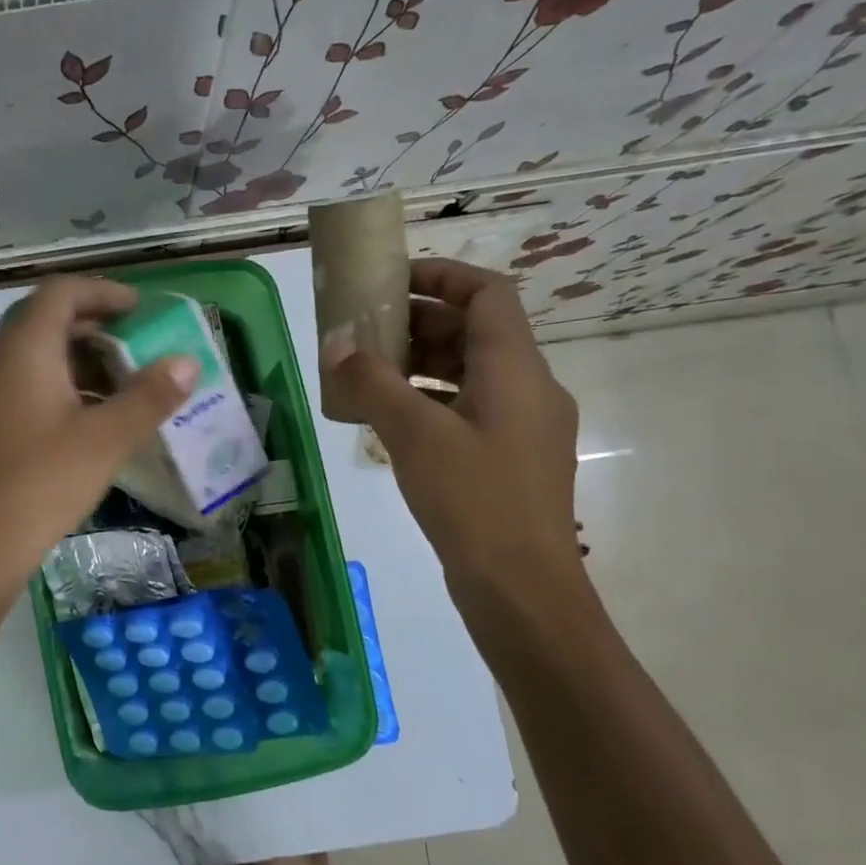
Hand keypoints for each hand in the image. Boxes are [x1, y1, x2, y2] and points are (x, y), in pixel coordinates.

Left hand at [0, 276, 196, 611]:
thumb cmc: (40, 485)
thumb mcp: (105, 440)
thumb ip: (149, 396)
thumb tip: (188, 361)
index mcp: (20, 346)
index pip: (62, 291)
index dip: (105, 293)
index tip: (141, 311)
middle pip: (44, 319)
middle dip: (94, 327)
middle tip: (136, 348)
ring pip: (28, 353)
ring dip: (73, 359)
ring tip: (116, 386)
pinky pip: (14, 380)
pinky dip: (51, 383)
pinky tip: (79, 419)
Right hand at [323, 259, 580, 595]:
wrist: (522, 589)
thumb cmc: (473, 500)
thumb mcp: (414, 434)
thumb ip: (372, 383)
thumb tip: (335, 344)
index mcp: (516, 368)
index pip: (488, 293)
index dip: (442, 275)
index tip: (393, 280)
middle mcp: (529, 387)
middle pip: (477, 331)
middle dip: (420, 322)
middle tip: (366, 328)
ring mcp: (523, 425)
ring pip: (472, 372)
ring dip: (422, 363)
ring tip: (369, 371)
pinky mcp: (510, 458)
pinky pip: (469, 408)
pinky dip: (431, 399)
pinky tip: (391, 418)